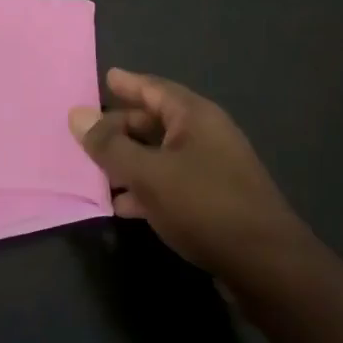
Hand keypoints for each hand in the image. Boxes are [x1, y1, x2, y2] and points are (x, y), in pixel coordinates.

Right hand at [70, 70, 307, 279]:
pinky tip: (122, 205)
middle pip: (155, 122)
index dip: (128, 83)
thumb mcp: (148, 174)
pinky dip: (146, 188)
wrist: (265, 266)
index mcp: (194, 116)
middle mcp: (205, 135)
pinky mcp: (214, 201)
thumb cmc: (204, 205)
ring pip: (160, 155)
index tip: (105, 77)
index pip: (154, 88)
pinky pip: (171, 183)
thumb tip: (77, 115)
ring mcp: (212, 168)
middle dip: (121, 127)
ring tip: (94, 170)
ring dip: (129, 161)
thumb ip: (110, 146)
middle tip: (87, 132)